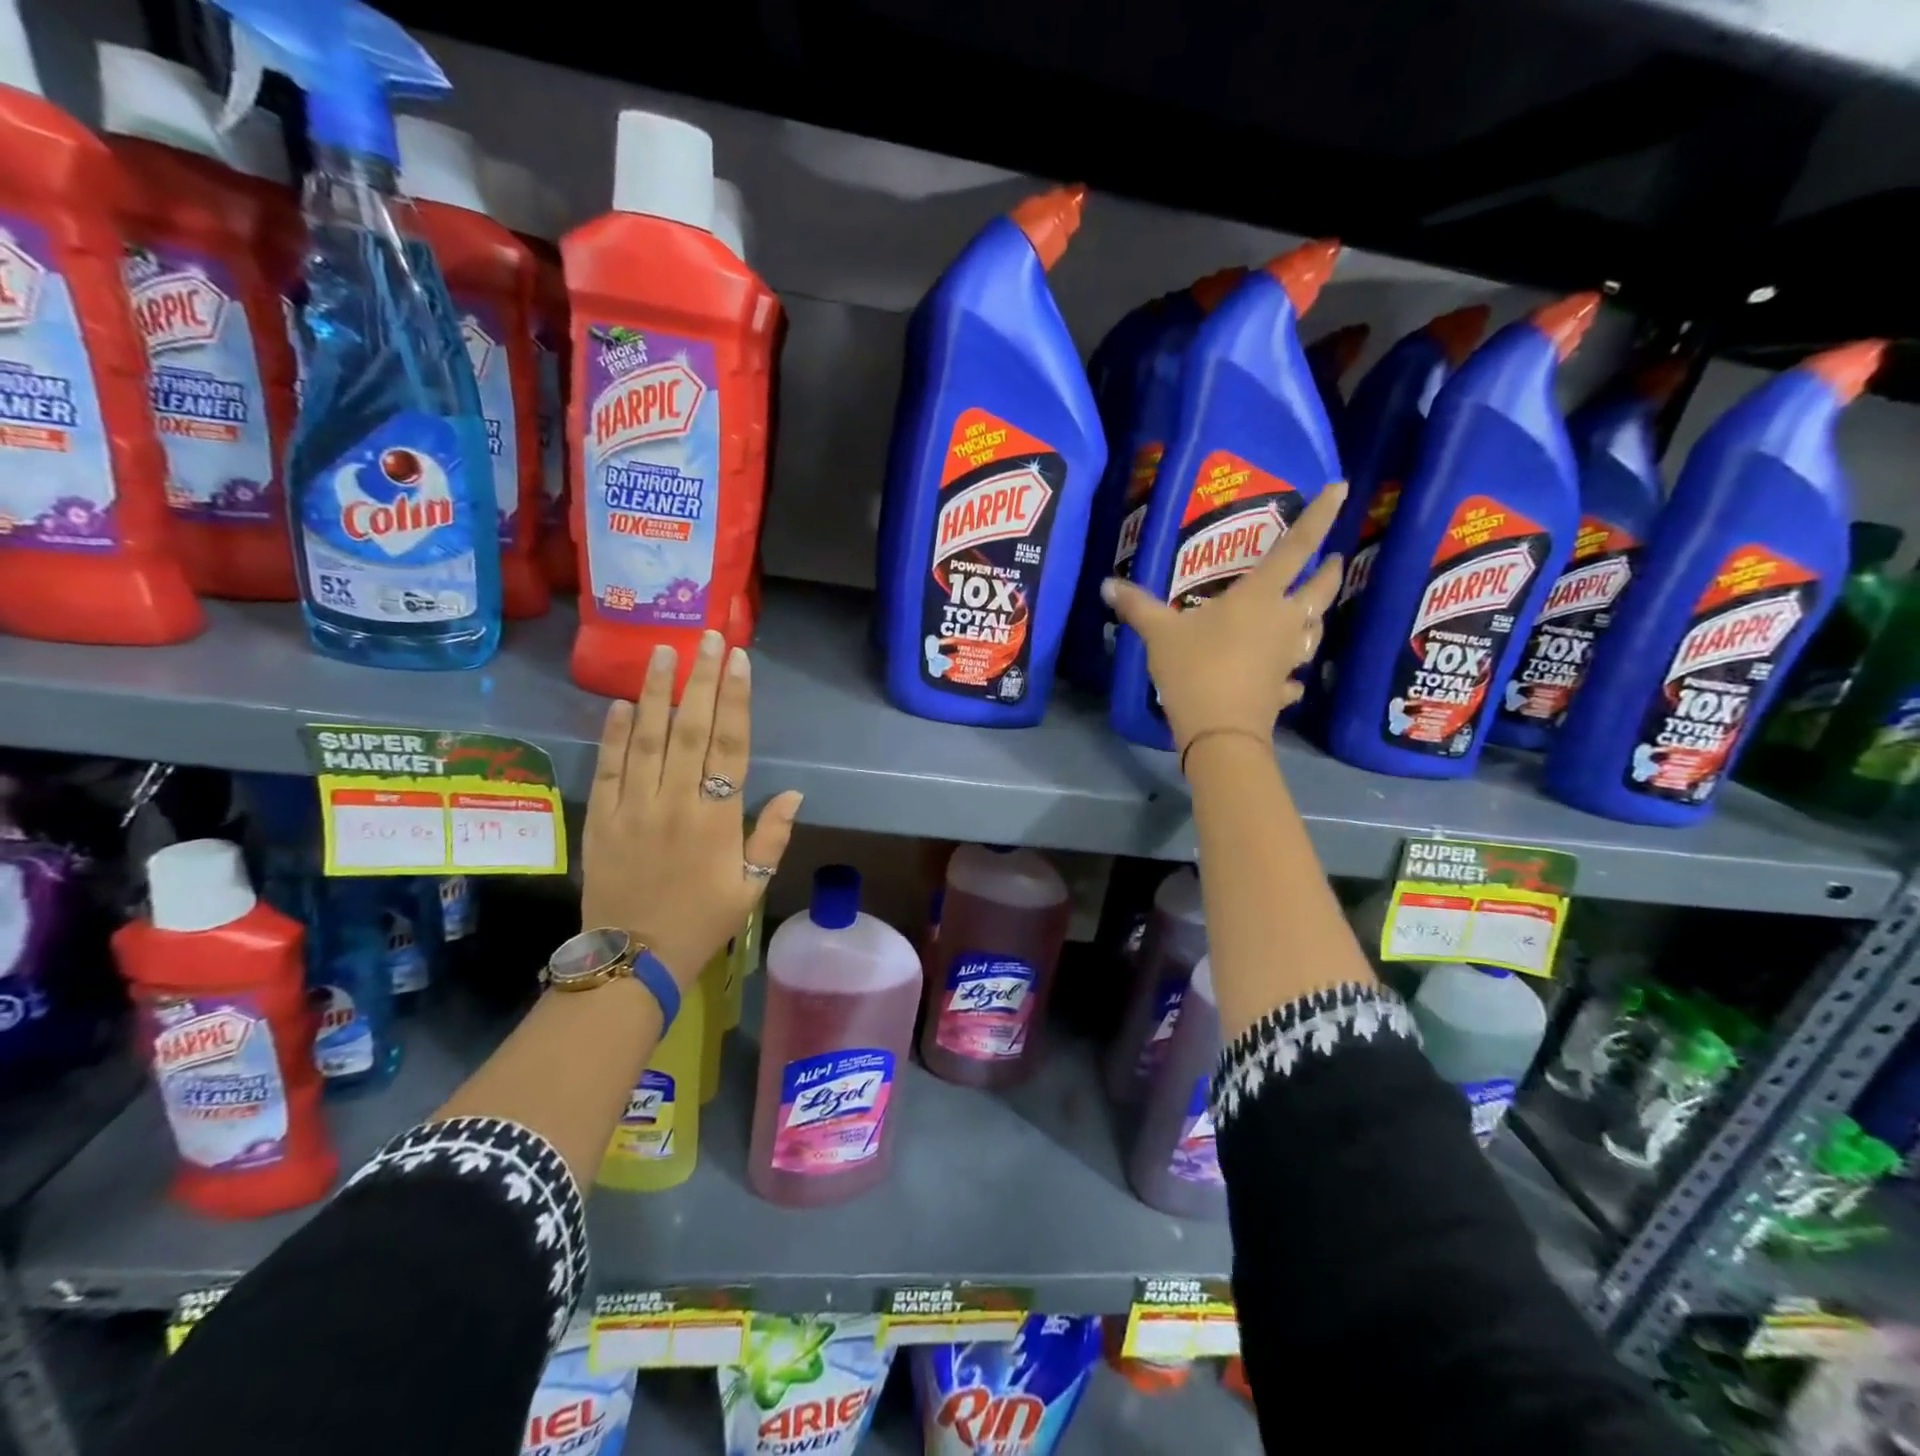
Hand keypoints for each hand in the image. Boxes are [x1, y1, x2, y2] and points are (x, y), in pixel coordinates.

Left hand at [582, 630, 803, 986]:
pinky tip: (621, 703)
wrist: (633, 959)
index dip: (735, 700)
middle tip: (706, 637)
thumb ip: (772, 837)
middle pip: (689, 730)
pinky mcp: (603, 819)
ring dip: (656, 693)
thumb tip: (794, 793)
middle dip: (700, 680)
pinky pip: (609, 769)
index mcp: (717, 819)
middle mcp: (676, 803)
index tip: (738, 661)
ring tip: (662, 652)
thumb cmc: (702, 921)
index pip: (729, 746)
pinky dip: (614, 735)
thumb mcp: (752, 887)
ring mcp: (634, 808)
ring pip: (646, 740)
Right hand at [1102, 483, 1346, 755]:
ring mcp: (1288, 657)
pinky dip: (1293, 673)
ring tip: (1310, 611)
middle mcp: (1284, 621)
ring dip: (1316, 617)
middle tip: (1331, 559)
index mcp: (1260, 597)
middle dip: (1328, 570)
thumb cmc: (1195, 669)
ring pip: (1315, 630)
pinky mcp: (1282, 689)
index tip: (1342, 488)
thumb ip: (1137, 606)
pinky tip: (1287, 676)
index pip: (1296, 547)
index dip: (1320, 516)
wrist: (1219, 732)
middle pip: (1320, 589)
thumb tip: (1107, 584)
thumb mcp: (1159, 633)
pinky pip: (1294, 676)